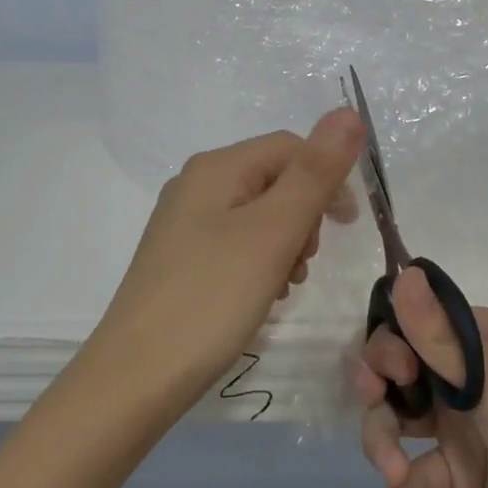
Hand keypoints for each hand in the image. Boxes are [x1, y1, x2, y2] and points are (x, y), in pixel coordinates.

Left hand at [93, 109, 362, 407]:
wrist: (137, 375)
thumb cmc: (212, 297)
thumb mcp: (273, 231)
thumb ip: (314, 173)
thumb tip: (348, 112)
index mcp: (216, 168)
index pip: (290, 147)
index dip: (328, 178)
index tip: (349, 228)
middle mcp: (196, 185)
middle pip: (274, 180)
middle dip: (304, 217)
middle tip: (303, 264)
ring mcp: (184, 224)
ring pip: (258, 216)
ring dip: (285, 244)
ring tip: (282, 286)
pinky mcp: (181, 259)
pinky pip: (237, 244)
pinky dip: (260, 263)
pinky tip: (260, 296)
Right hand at [355, 268, 487, 487]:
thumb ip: (441, 338)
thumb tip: (405, 271)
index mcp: (486, 341)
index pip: (419, 322)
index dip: (392, 342)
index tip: (391, 372)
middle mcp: (472, 376)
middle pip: (400, 370)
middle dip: (379, 393)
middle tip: (376, 412)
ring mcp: (465, 427)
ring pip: (399, 419)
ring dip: (384, 445)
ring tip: (392, 476)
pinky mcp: (462, 475)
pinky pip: (416, 471)